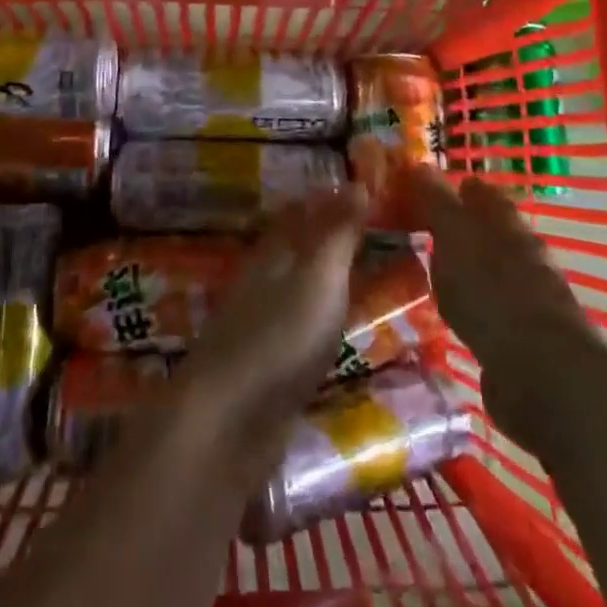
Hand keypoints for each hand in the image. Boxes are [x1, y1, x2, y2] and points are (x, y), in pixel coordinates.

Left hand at [178, 187, 368, 442]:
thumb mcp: (318, 278)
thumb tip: (358, 182)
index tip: (364, 191)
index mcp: (272, 254)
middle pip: (297, 251)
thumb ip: (338, 234)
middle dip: (329, 239)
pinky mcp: (266, 372)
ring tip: (368, 280)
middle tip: (377, 234)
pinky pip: (301, 332)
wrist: (229, 424)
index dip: (328, 200)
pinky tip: (341, 334)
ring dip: (328, 282)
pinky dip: (323, 323)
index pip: (299, 213)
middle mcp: (262, 283)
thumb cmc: (280, 338)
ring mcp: (260, 328)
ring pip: (298, 291)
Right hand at [408, 171, 593, 441]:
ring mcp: (526, 297)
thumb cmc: (493, 290)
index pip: (479, 191)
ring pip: (488, 270)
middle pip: (487, 230)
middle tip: (417, 229)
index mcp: (506, 222)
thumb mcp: (454, 235)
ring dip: (464, 269)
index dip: (453, 186)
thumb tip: (419, 163)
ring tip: (426, 271)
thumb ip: (436, 201)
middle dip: (458, 228)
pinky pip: (488, 310)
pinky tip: (450, 314)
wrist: (542, 376)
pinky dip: (470, 307)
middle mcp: (522, 253)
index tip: (421, 189)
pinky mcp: (523, 340)